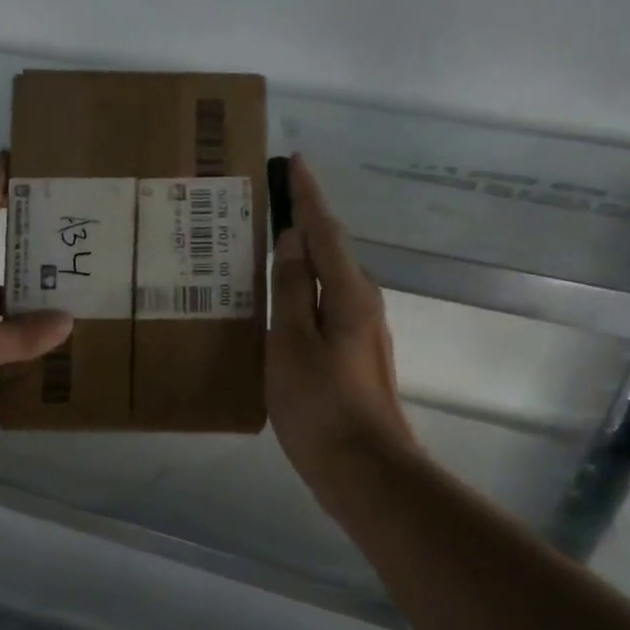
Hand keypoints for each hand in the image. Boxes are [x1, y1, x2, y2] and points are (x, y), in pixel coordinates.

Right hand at [268, 154, 418, 498]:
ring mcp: (361, 329)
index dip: (308, 195)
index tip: (294, 161)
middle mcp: (361, 302)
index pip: (325, 229)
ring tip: (266, 243)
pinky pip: (324, 303)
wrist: (363, 468)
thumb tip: (290, 240)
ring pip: (328, 277)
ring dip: (302, 255)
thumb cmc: (320, 405)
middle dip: (303, 219)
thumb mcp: (292, 344)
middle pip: (330, 249)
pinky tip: (280, 298)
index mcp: (348, 293)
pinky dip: (303, 288)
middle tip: (268, 201)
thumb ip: (290, 289)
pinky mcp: (352, 352)